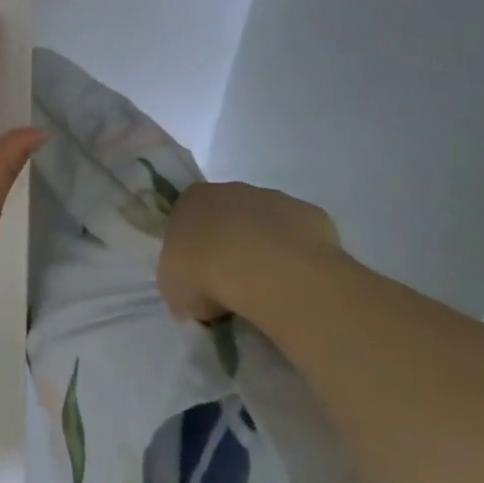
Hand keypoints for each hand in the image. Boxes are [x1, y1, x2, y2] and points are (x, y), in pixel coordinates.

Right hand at [157, 181, 343, 324]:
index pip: (186, 219)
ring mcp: (272, 199)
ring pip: (266, 225)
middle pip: (227, 217)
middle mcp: (229, 190)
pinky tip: (297, 284)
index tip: (199, 277)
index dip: (193, 249)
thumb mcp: (173, 289)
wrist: (267, 271)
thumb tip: (196, 292)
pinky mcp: (309, 214)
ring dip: (265, 250)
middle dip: (230, 246)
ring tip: (269, 290)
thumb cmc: (206, 274)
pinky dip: (298, 257)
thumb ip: (181, 281)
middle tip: (233, 285)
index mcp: (190, 199)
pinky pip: (300, 238)